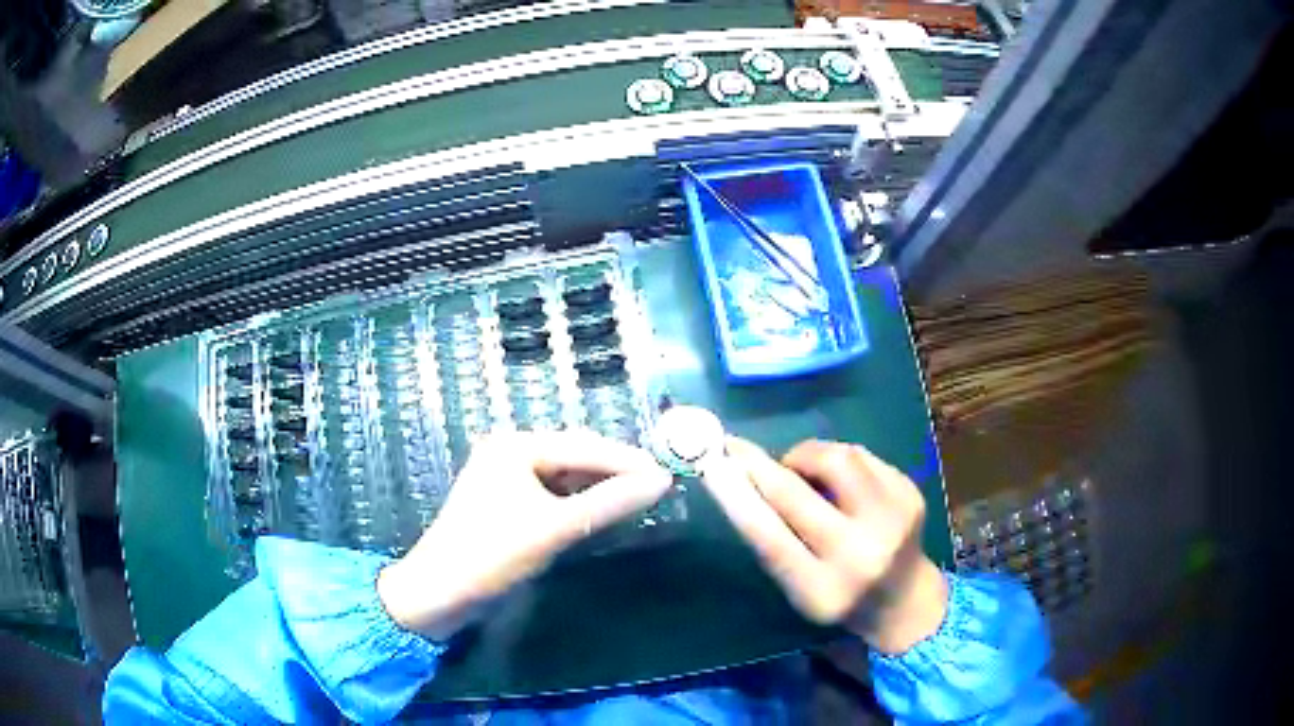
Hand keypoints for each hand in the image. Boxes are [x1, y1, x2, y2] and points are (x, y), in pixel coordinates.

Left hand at [377, 430, 671, 640]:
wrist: (439, 593)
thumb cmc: (491, 554)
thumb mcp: (555, 528)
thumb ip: (610, 503)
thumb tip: (662, 481)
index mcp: (515, 446)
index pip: (584, 446)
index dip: (628, 460)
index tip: (669, 474)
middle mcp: (510, 451)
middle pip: (576, 457)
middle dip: (615, 472)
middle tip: (658, 487)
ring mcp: (506, 477)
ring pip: (566, 476)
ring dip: (599, 488)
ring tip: (639, 499)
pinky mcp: (507, 502)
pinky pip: (553, 494)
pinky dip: (579, 503)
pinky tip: (603, 512)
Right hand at [704, 438, 947, 653]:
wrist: (906, 599)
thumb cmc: (839, 596)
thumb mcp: (799, 587)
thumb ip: (773, 542)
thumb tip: (738, 481)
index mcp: (824, 591)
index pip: (771, 539)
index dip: (737, 497)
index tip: (712, 465)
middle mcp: (863, 554)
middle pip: (799, 494)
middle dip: (759, 465)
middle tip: (737, 448)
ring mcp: (893, 519)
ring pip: (836, 458)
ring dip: (804, 457)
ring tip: (798, 470)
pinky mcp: (910, 492)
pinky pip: (860, 456)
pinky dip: (837, 460)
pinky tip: (836, 479)